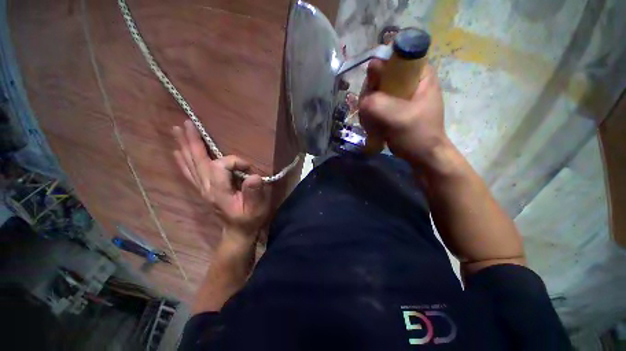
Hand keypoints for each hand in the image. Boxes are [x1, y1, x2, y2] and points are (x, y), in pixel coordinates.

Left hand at [172, 121, 269, 240]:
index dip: (236, 161)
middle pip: (197, 161)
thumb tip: (254, 176)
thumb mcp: (256, 208)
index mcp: (219, 191)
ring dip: (184, 147)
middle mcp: (207, 188)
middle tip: (185, 124)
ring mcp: (203, 189)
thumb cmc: (249, 219)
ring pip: (191, 165)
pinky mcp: (204, 190)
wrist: (237, 232)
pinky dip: (183, 161)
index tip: (249, 168)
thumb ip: (253, 192)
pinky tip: (178, 153)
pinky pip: (190, 173)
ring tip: (176, 131)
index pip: (221, 166)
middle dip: (192, 142)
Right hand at [359, 60, 447, 167]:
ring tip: (374, 124)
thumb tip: (362, 99)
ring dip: (368, 109)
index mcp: (419, 74)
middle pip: (379, 77)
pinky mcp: (392, 107)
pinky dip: (370, 115)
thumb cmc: (418, 136)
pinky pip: (373, 105)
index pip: (394, 58)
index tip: (372, 91)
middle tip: (371, 113)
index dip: (379, 71)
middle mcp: (408, 80)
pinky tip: (373, 127)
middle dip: (371, 96)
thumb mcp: (400, 119)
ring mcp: (398, 95)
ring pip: (373, 93)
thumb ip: (379, 105)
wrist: (423, 156)